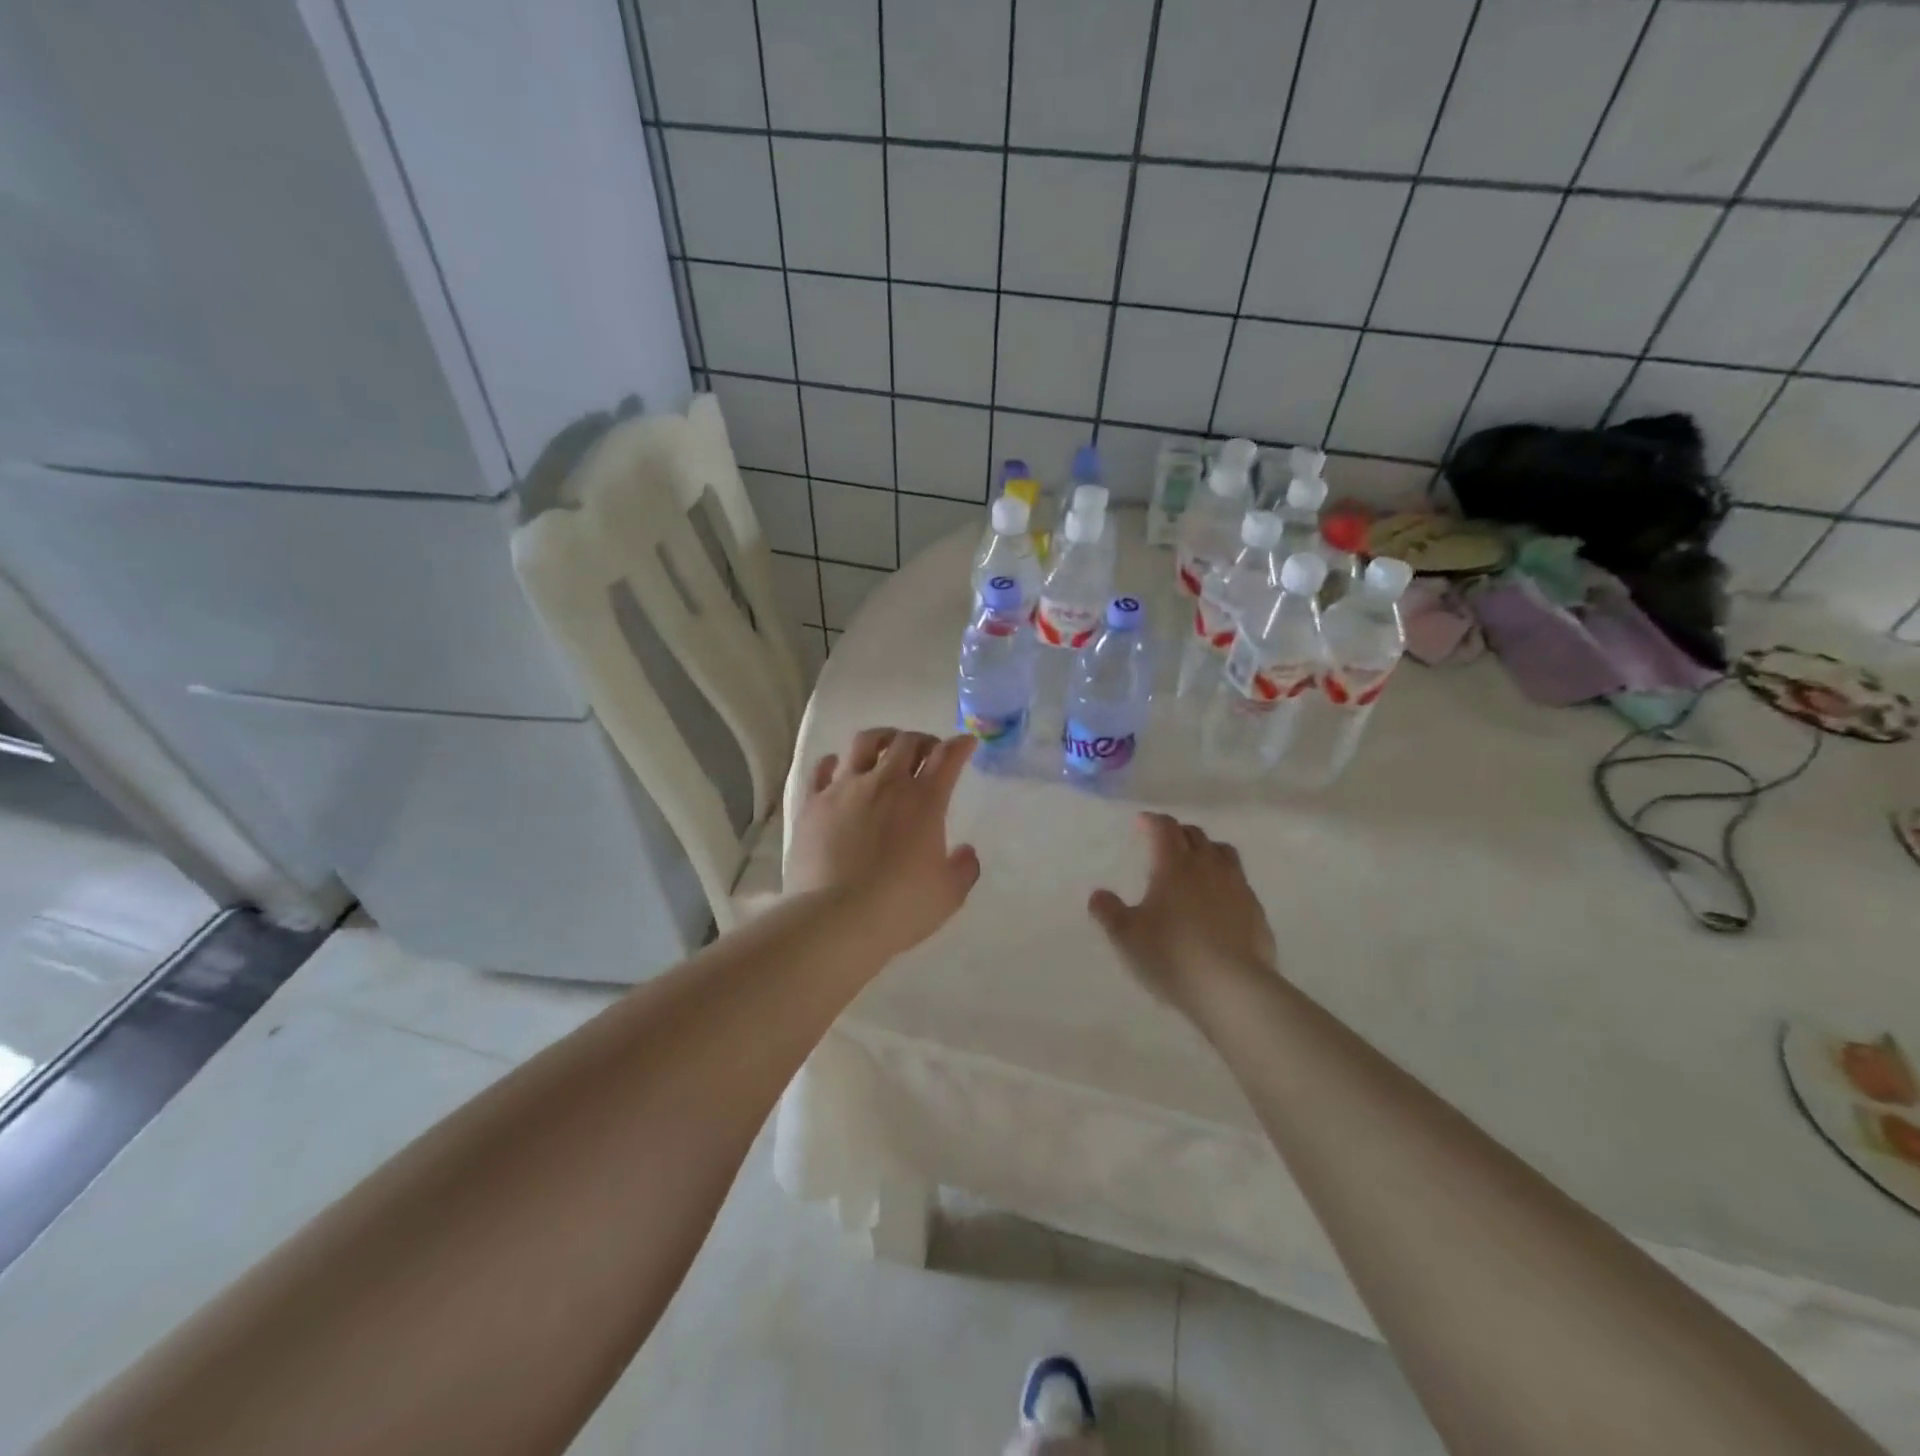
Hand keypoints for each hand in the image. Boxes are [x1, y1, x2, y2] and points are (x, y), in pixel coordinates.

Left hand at [787, 727, 980, 958]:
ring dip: (882, 738)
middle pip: (907, 742)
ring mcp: (845, 788)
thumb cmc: (900, 907)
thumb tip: (965, 852)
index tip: (966, 743)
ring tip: (886, 746)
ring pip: (864, 742)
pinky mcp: (813, 802)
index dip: (960, 746)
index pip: (948, 758)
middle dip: (923, 741)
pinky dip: (836, 762)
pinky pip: (823, 767)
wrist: (836, 919)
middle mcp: (886, 783)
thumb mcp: (949, 894)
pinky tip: (840, 768)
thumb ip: (964, 868)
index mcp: (925, 801)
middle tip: (928, 752)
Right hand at [1088, 813, 1275, 1013]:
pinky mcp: (1256, 909)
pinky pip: (1238, 880)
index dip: (1152, 821)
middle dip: (1177, 833)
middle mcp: (1207, 866)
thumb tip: (1098, 894)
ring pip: (1222, 852)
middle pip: (1195, 835)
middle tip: (1164, 843)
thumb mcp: (1126, 937)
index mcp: (1173, 865)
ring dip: (1206, 850)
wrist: (1232, 987)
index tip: (1142, 822)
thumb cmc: (1171, 954)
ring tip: (1195, 863)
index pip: (1164, 828)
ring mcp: (1236, 886)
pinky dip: (1224, 879)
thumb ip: (1109, 912)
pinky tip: (1217, 900)